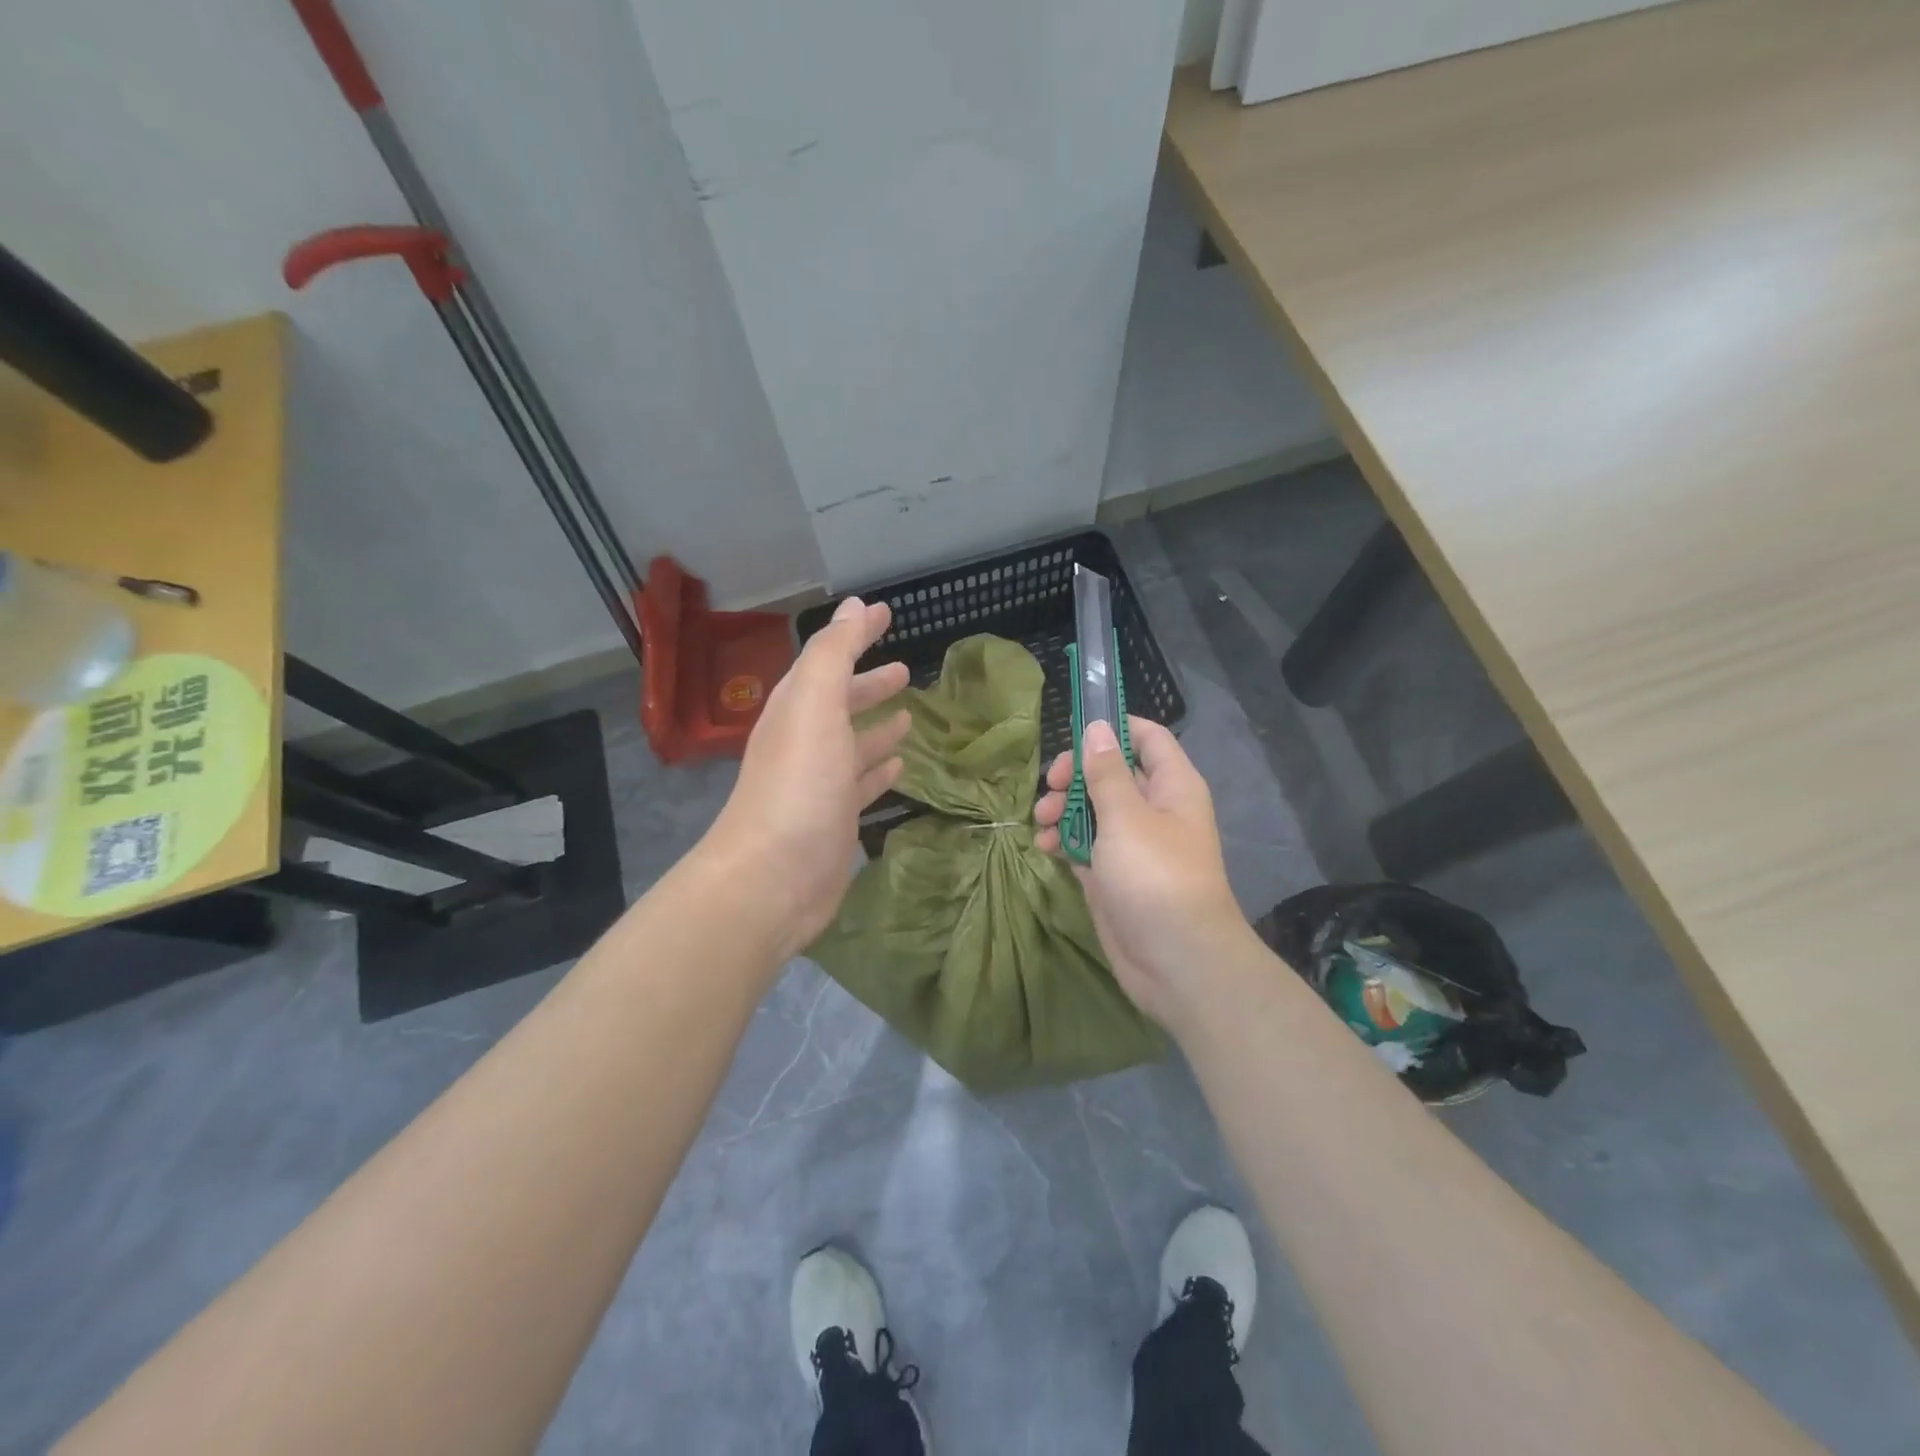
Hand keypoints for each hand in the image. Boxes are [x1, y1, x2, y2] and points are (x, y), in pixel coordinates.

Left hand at [703, 597, 909, 959]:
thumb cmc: (798, 784)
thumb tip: (855, 606)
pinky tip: (900, 765)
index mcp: (797, 709)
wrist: (773, 878)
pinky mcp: (836, 820)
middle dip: (869, 684)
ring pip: (853, 744)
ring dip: (877, 727)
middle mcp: (806, 742)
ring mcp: (820, 784)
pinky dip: (879, 769)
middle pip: (840, 703)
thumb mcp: (814, 705)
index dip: (856, 635)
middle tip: (905, 670)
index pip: (828, 660)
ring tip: (908, 716)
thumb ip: (833, 653)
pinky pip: (862, 784)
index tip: (887, 614)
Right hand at [1034, 716, 1253, 1029]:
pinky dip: (1063, 841)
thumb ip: (1107, 772)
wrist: (1176, 961)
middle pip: (1111, 772)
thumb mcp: (1126, 817)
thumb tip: (1097, 727)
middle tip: (1051, 786)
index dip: (1112, 728)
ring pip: (1093, 809)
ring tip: (1042, 821)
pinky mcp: (1113, 874)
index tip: (1073, 732)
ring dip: (1063, 810)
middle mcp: (1154, 809)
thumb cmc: (1155, 876)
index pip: (1146, 737)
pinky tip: (1044, 848)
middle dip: (1076, 775)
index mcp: (1171, 786)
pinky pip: (1085, 845)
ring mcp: (1133, 844)